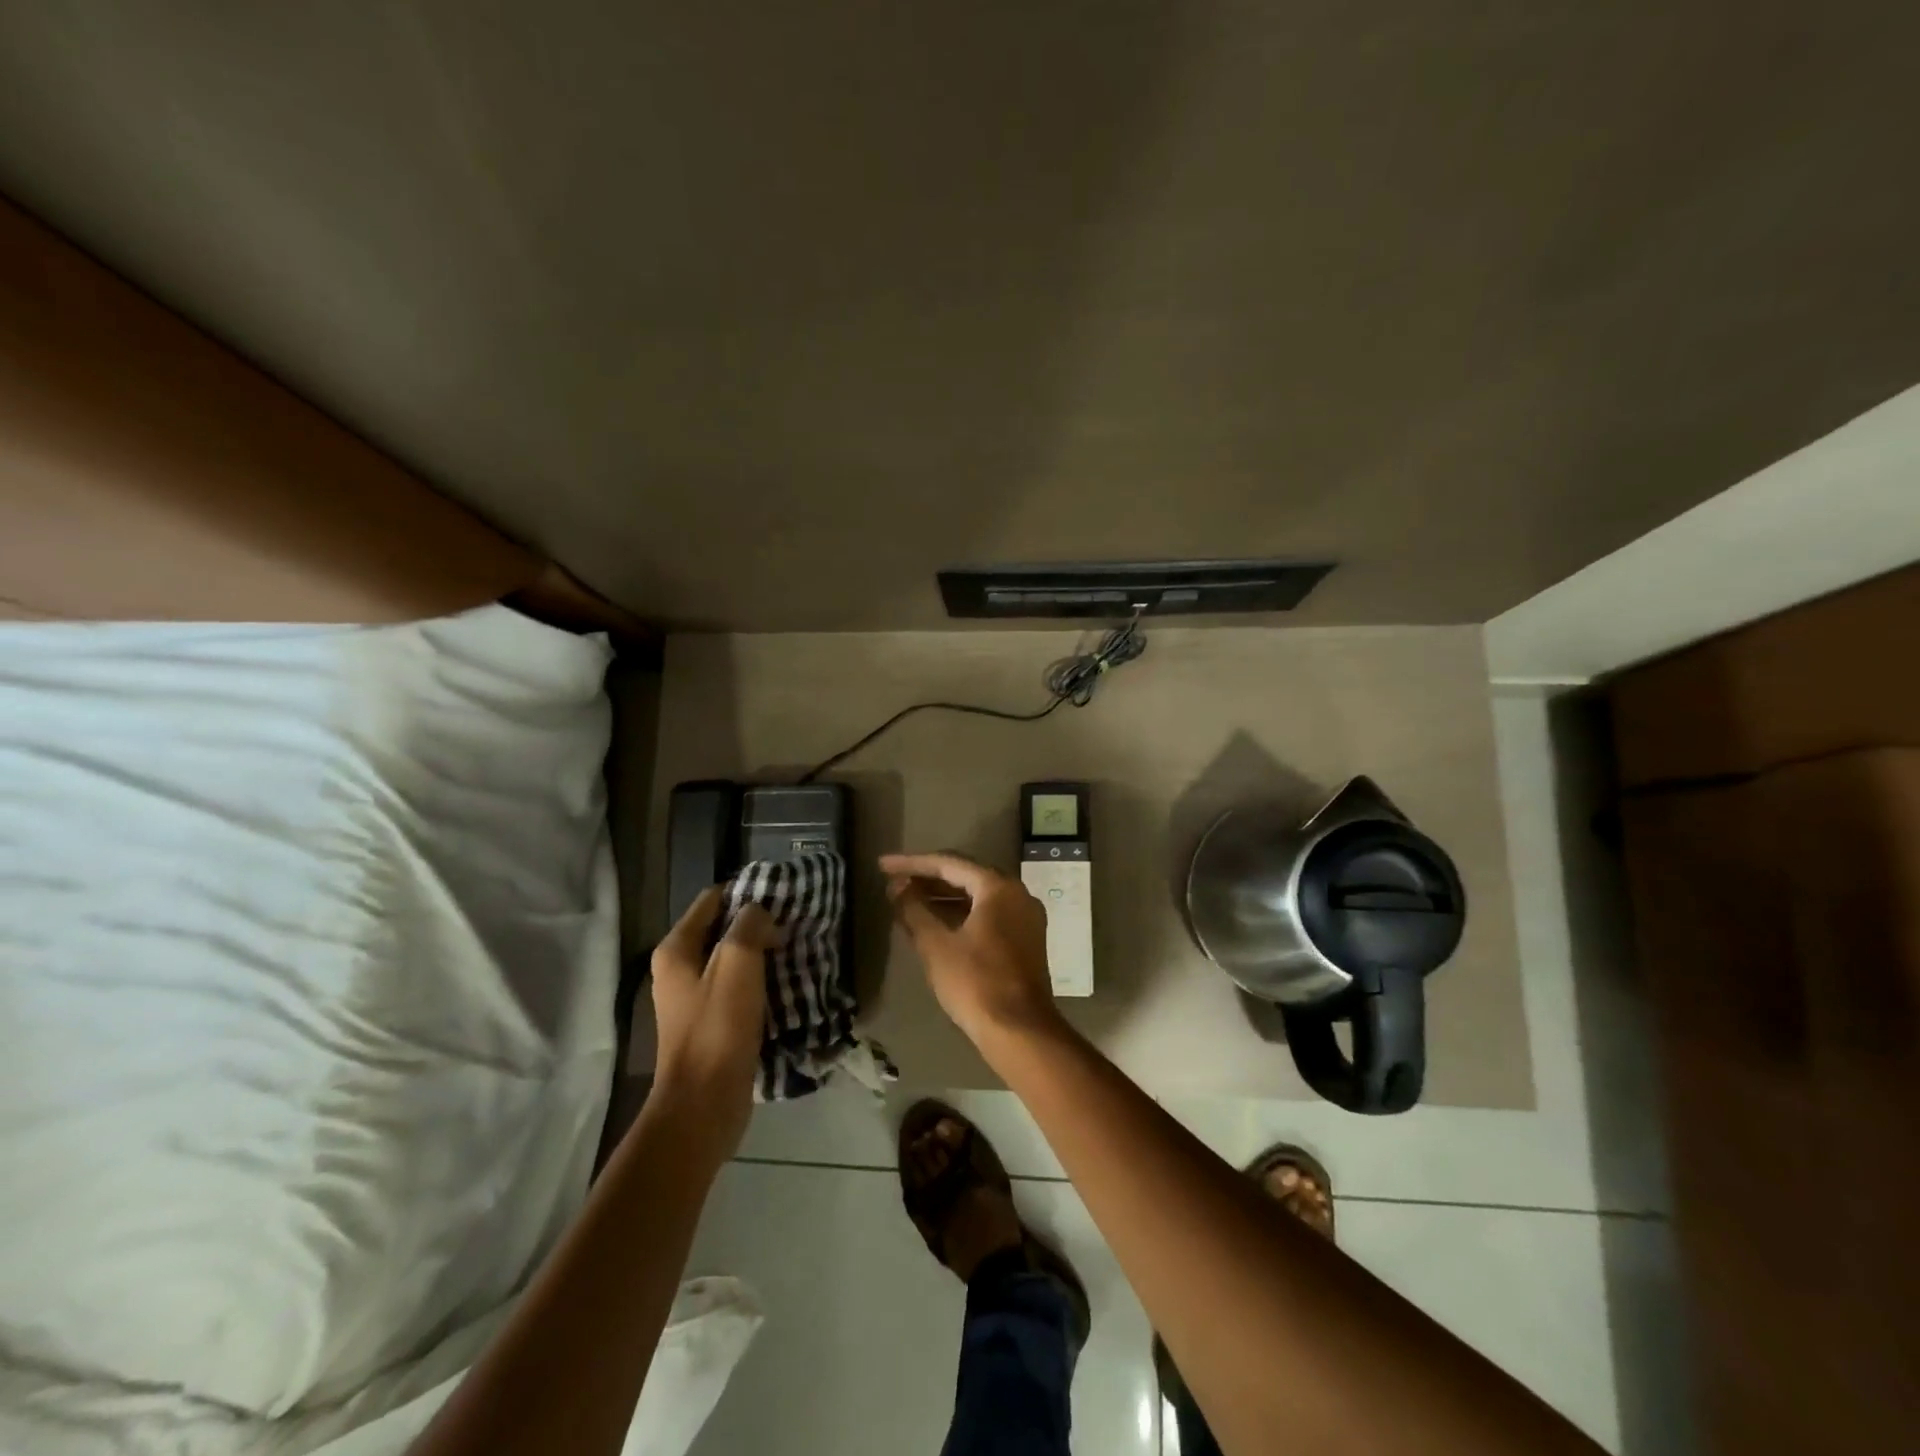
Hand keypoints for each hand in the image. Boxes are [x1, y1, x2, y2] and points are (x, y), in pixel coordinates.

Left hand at [648, 888, 778, 1163]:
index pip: (711, 900)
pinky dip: (759, 983)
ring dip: (761, 955)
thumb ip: (749, 926)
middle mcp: (678, 970)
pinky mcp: (710, 1025)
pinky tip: (785, 986)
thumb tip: (760, 914)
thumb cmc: (718, 1028)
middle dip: (756, 925)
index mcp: (676, 950)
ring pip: (732, 961)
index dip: (745, 893)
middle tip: (792, 925)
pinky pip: (737, 989)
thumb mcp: (738, 964)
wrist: (703, 1105)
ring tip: (794, 952)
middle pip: (721, 930)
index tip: (781, 897)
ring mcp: (692, 1000)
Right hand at [881, 852, 1062, 1047]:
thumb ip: (914, 910)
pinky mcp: (1026, 939)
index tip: (883, 866)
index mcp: (998, 887)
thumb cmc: (976, 983)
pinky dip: (961, 913)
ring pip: (978, 896)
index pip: (949, 864)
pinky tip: (935, 922)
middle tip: (894, 881)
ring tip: (907, 900)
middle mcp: (1017, 893)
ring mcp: (1025, 917)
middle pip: (966, 876)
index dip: (912, 864)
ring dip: (943, 897)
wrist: (1020, 1031)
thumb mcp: (936, 945)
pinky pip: (988, 914)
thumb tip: (897, 887)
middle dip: (928, 878)